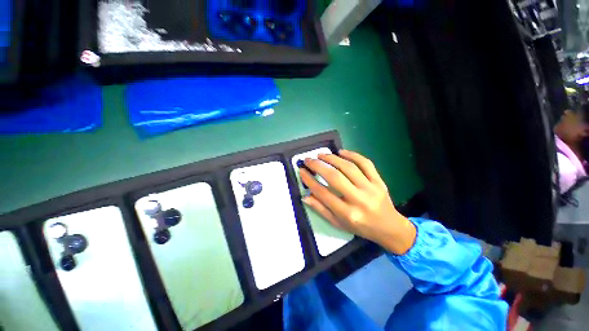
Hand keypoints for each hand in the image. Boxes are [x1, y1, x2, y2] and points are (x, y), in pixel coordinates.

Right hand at [300, 150, 415, 254]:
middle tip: (308, 160)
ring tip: (321, 155)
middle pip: (335, 177)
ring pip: (349, 167)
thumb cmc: (361, 227)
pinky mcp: (379, 181)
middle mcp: (359, 200)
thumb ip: (321, 210)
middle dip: (318, 165)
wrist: (389, 228)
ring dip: (332, 158)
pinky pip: (366, 163)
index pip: (323, 193)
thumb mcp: (338, 223)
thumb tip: (305, 196)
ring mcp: (371, 188)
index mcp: (347, 213)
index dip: (309, 180)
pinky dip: (353, 155)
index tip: (301, 171)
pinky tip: (341, 152)